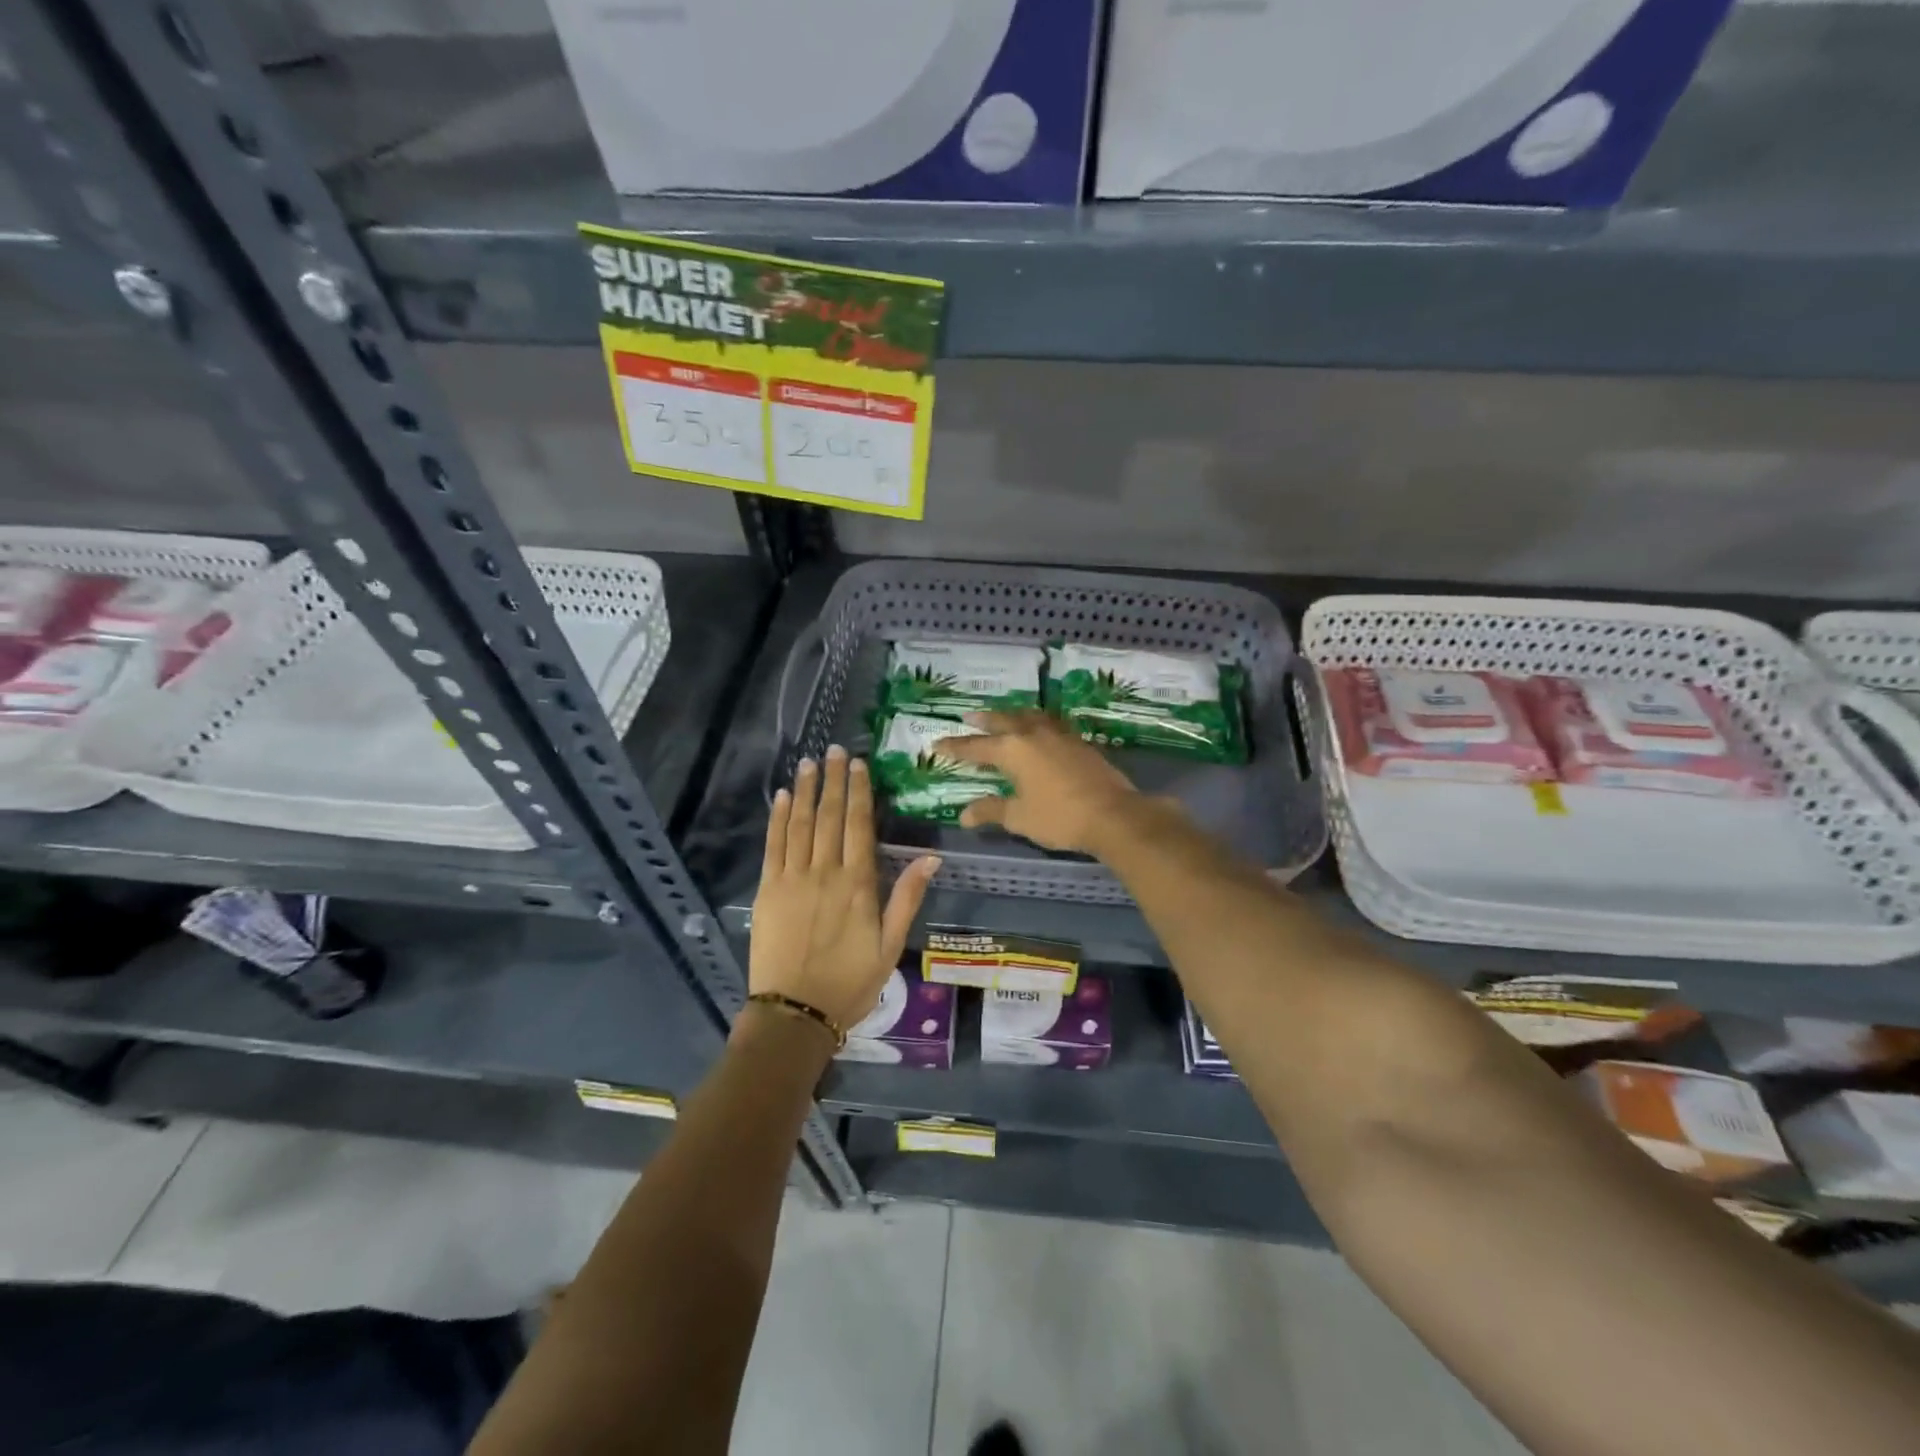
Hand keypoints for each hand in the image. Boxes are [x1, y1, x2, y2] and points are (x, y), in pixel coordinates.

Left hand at [750, 745, 939, 1031]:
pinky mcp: (768, 890)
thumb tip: (931, 857)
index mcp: (858, 884)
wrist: (795, 1013)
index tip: (857, 764)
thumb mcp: (891, 946)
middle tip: (833, 750)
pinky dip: (779, 818)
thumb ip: (907, 898)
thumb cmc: (850, 982)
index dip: (859, 792)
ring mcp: (793, 878)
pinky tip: (784, 797)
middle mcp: (825, 872)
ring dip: (807, 790)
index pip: (860, 825)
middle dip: (833, 781)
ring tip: (809, 762)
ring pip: (801, 824)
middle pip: (831, 816)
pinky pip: (774, 845)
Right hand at [935, 710, 1140, 853]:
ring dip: (1012, 715)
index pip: (976, 747)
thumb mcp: (1019, 817)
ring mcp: (1059, 735)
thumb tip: (964, 815)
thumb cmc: (1059, 817)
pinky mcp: (1079, 742)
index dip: (955, 747)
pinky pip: (1050, 723)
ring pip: (1029, 716)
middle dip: (984, 720)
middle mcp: (1033, 734)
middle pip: (1003, 721)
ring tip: (1004, 717)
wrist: (1112, 815)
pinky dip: (1036, 722)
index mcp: (1013, 750)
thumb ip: (991, 811)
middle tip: (969, 717)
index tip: (937, 744)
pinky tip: (1039, 730)